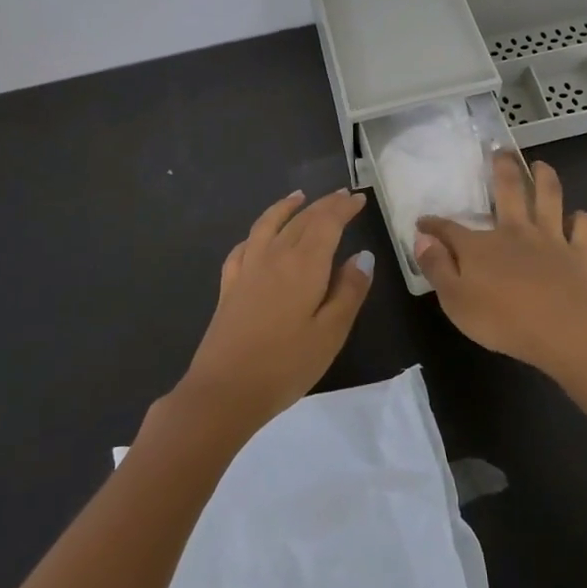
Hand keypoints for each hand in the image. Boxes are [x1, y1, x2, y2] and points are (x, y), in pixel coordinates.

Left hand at [177, 189, 373, 432]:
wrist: (224, 391)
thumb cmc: (286, 365)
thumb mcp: (331, 333)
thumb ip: (349, 291)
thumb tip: (362, 256)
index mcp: (305, 264)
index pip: (328, 223)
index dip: (343, 208)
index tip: (358, 199)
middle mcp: (276, 256)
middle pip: (302, 219)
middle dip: (323, 205)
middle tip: (341, 196)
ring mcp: (248, 269)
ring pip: (269, 225)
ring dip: (286, 208)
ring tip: (298, 197)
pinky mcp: (229, 287)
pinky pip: (244, 247)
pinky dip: (256, 233)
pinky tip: (258, 238)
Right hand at [415, 155, 586, 377]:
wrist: (562, 331)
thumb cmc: (502, 320)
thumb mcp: (455, 301)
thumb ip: (437, 267)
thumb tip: (422, 238)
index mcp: (481, 246)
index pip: (450, 228)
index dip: (434, 224)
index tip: (424, 221)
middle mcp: (515, 231)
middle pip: (508, 191)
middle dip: (502, 168)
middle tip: (501, 151)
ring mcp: (550, 238)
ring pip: (548, 197)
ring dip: (545, 178)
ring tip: (541, 166)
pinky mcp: (579, 253)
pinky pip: (583, 227)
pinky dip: (581, 219)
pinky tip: (578, 218)